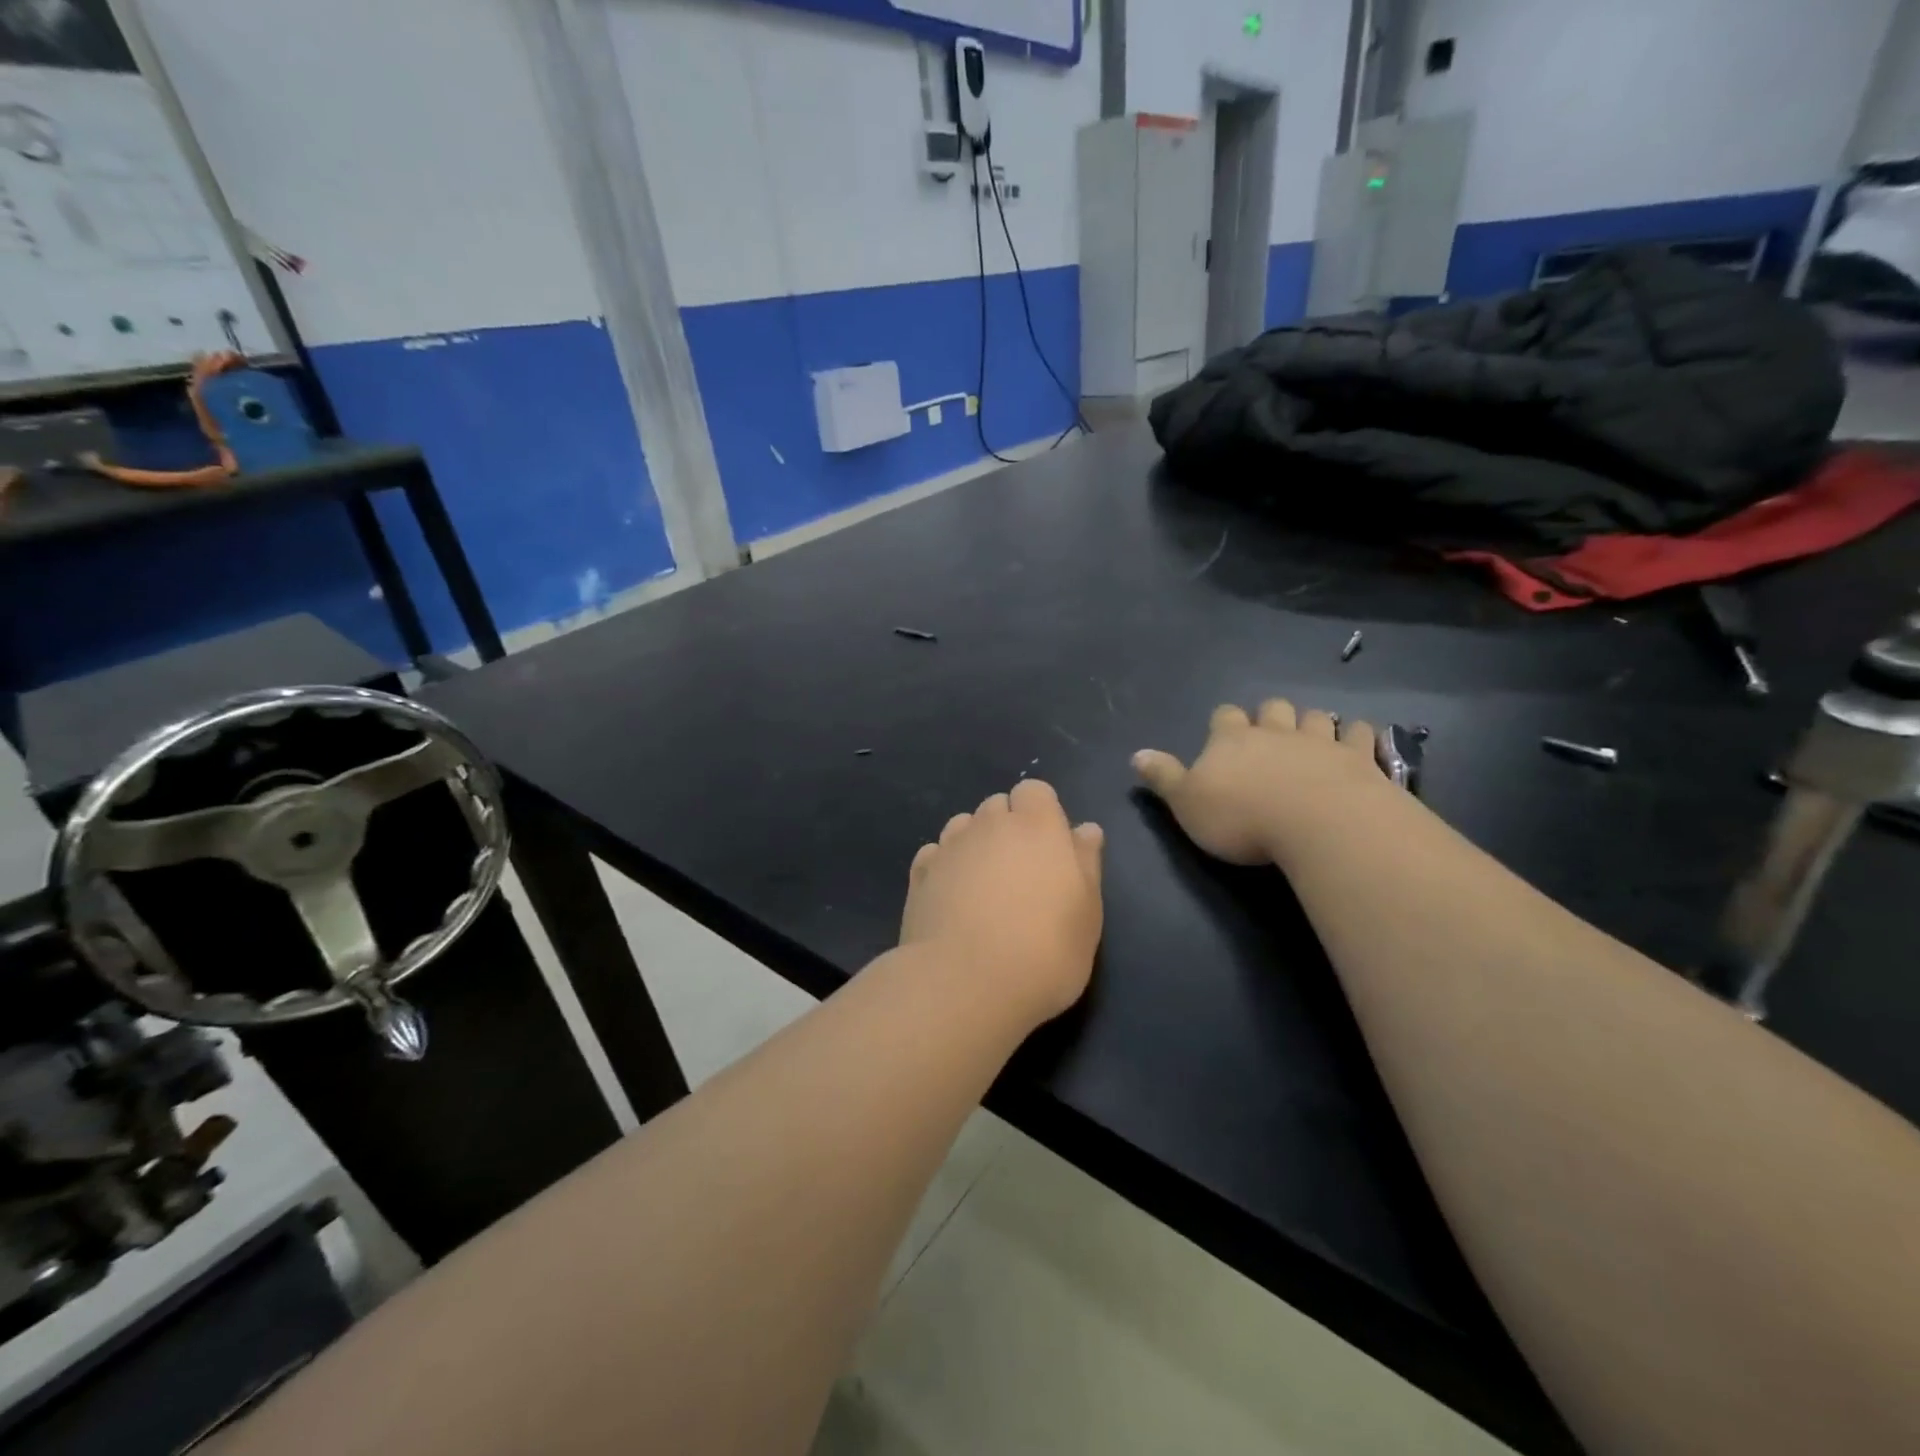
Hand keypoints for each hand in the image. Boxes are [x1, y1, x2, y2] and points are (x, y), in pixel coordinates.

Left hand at [900, 779, 1104, 1025]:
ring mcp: (949, 846)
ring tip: (983, 887)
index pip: (1034, 791)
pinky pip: (935, 854)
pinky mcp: (919, 873)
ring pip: (963, 826)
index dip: (1041, 813)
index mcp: (1036, 825)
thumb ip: (1086, 862)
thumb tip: (1085, 829)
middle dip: (1008, 827)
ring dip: (975, 844)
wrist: (965, 983)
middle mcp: (989, 824)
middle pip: (997, 806)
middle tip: (1020, 875)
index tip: (1050, 850)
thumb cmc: (1044, 950)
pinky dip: (945, 867)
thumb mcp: (1087, 913)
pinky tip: (952, 899)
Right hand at [1133, 700, 1393, 865]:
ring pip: (1315, 718)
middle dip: (1270, 716)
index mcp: (1232, 739)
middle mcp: (1275, 731)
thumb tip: (1136, 754)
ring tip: (1312, 737)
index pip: (1224, 717)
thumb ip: (1164, 777)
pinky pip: (1360, 735)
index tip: (1224, 735)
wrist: (1317, 824)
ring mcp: (1320, 741)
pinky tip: (1358, 742)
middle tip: (1269, 734)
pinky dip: (1357, 735)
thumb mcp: (1187, 802)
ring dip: (1312, 723)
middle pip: (1273, 708)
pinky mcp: (1359, 758)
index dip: (1224, 723)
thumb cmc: (1242, 817)